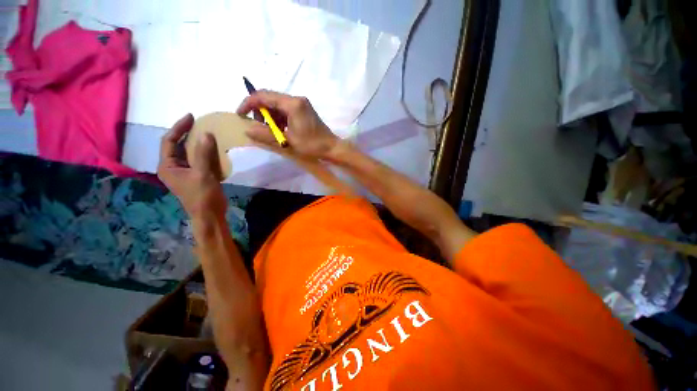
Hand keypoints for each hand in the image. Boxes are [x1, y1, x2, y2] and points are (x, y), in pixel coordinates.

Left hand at [157, 114, 226, 217]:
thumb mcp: (202, 174)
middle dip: (187, 134)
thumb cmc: (202, 196)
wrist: (210, 214)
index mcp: (167, 166)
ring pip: (188, 152)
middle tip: (200, 123)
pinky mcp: (196, 176)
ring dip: (197, 143)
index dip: (179, 128)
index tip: (191, 117)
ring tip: (208, 133)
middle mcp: (173, 167)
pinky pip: (198, 159)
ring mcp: (185, 172)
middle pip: (177, 145)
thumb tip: (207, 134)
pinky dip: (205, 152)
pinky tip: (214, 149)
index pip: (169, 141)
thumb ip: (203, 154)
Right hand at [236, 91, 338, 158]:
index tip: (240, 114)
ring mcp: (301, 104)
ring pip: (277, 104)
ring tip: (271, 131)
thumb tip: (247, 129)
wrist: (332, 148)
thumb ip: (266, 135)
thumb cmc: (312, 145)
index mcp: (292, 104)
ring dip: (270, 116)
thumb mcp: (288, 141)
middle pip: (270, 98)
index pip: (263, 96)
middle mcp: (296, 99)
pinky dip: (279, 118)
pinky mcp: (304, 110)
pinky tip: (281, 130)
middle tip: (259, 126)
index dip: (248, 103)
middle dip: (260, 111)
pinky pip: (285, 109)